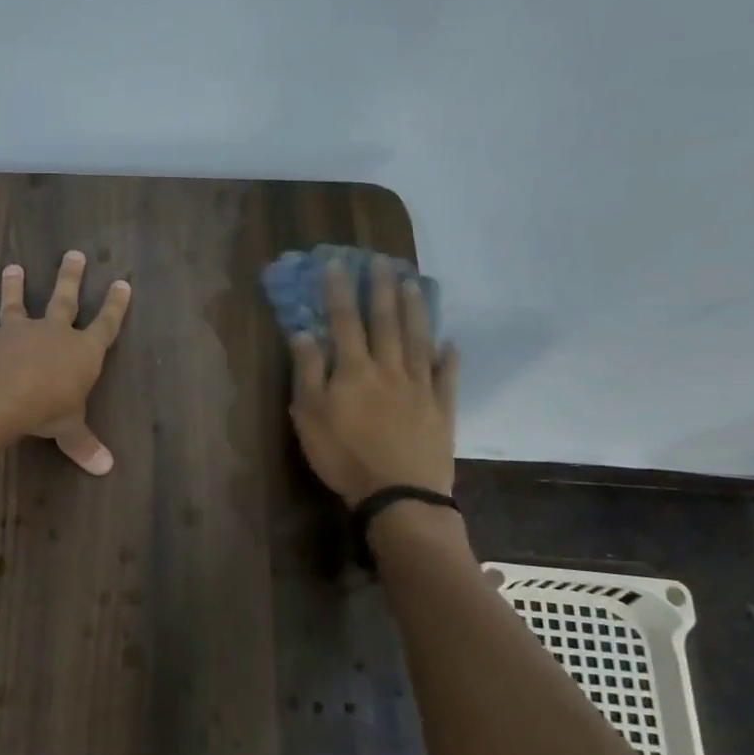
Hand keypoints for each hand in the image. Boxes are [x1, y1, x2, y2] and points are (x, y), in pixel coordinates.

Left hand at [0, 251, 132, 474]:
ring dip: (15, 287)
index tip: (122, 283)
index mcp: (81, 351)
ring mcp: (17, 334)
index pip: (105, 325)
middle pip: (65, 300)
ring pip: (18, 304)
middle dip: (71, 278)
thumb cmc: (46, 408)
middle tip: (74, 253)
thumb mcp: (69, 429)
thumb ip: (83, 444)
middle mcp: (51, 334)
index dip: (115, 306)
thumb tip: (106, 468)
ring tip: (12, 267)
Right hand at [288, 258, 457, 505]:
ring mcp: (420, 386)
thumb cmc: (343, 455)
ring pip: (417, 340)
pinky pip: (446, 375)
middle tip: (382, 262)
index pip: (344, 322)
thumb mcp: (309, 416)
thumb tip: (303, 333)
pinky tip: (449, 343)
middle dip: (381, 290)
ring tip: (413, 284)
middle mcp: (389, 369)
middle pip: (385, 322)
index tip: (338, 264)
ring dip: (414, 310)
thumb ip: (308, 372)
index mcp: (354, 370)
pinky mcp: (441, 408)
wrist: (398, 492)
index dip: (339, 292)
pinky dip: (448, 357)